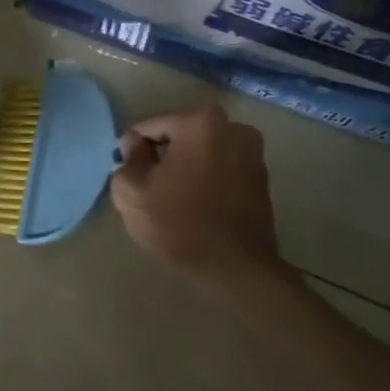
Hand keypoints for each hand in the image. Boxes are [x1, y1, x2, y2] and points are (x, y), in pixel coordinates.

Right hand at [110, 104, 284, 283]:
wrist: (236, 268)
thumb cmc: (180, 224)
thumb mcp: (132, 192)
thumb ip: (128, 159)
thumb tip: (134, 144)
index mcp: (200, 122)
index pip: (150, 126)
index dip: (133, 150)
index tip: (130, 176)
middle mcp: (233, 127)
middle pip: (179, 135)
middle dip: (162, 156)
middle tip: (150, 189)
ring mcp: (253, 151)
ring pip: (201, 151)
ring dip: (185, 167)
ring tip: (174, 199)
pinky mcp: (262, 176)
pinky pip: (221, 167)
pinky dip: (207, 178)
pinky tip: (197, 206)